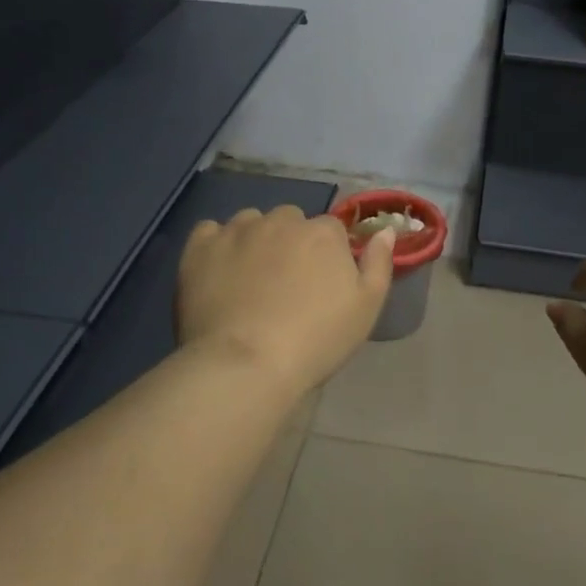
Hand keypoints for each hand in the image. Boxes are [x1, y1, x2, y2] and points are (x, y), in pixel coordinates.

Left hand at [177, 206, 395, 391]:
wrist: (247, 364)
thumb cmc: (317, 339)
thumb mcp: (367, 307)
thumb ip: (379, 263)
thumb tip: (385, 230)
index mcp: (323, 233)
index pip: (330, 230)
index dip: (326, 255)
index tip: (320, 285)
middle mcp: (281, 220)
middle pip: (290, 221)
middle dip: (290, 243)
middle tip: (285, 284)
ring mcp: (237, 231)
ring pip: (250, 222)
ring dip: (254, 240)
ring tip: (249, 280)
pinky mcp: (200, 247)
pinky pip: (209, 231)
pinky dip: (215, 245)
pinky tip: (218, 271)